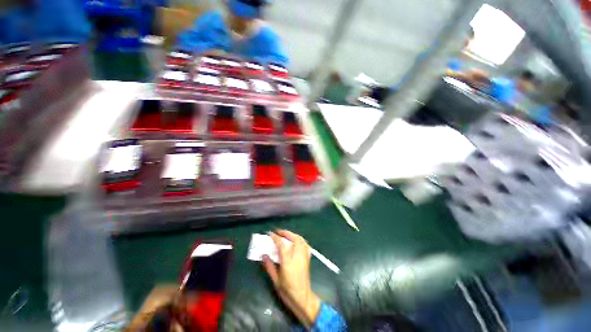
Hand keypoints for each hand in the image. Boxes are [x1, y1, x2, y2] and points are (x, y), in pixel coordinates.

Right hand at [262, 230, 320, 327]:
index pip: (281, 244)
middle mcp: (297, 255)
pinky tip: (296, 241)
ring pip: (301, 239)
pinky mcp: (308, 258)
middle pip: (294, 238)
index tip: (270, 233)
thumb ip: (269, 266)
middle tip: (278, 232)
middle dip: (285, 233)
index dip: (275, 237)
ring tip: (286, 235)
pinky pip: (305, 244)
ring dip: (293, 235)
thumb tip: (263, 255)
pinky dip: (300, 240)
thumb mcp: (275, 280)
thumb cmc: (287, 290)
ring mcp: (304, 256)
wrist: (302, 297)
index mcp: (288, 261)